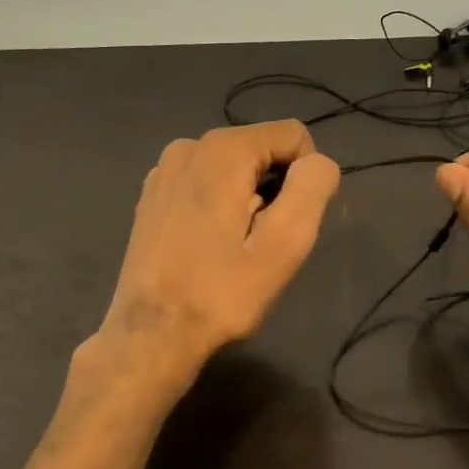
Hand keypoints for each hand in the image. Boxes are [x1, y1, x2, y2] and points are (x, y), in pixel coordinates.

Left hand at [97, 121, 340, 376]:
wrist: (151, 333)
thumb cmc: (221, 293)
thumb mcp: (284, 245)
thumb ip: (311, 189)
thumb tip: (318, 163)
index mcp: (223, 150)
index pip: (293, 135)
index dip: (305, 178)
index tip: (288, 224)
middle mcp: (189, 145)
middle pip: (261, 150)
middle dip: (273, 189)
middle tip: (260, 243)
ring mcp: (164, 168)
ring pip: (233, 167)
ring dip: (246, 199)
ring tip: (232, 247)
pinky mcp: (152, 193)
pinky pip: (205, 182)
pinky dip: (217, 204)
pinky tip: (207, 245)